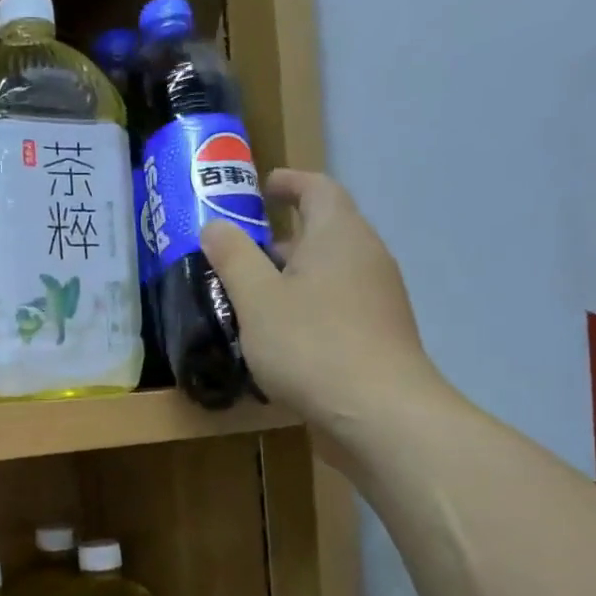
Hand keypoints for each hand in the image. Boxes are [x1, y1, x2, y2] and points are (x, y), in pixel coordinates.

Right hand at [203, 170, 449, 445]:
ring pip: (330, 270)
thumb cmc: (312, 344)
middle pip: (325, 229)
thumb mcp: (257, 299)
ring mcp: (379, 296)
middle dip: (282, 236)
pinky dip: (308, 303)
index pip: (318, 188)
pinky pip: (338, 301)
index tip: (262, 186)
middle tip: (241, 252)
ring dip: (293, 275)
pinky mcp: (379, 331)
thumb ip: (233, 257)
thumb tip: (215, 226)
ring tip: (252, 296)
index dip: (289, 182)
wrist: (380, 413)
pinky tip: (281, 335)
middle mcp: (366, 255)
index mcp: (339, 234)